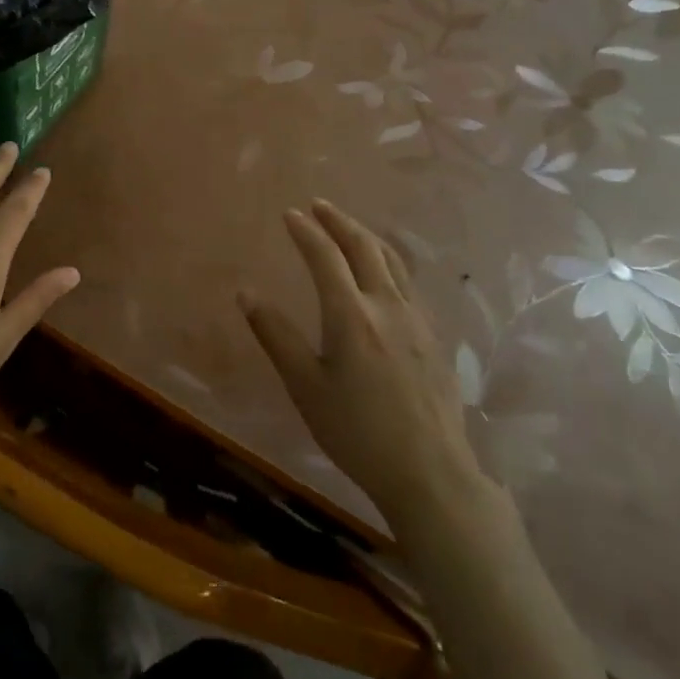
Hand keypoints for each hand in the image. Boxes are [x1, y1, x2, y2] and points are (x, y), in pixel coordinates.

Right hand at [237, 200, 490, 537]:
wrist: (431, 473)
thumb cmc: (358, 432)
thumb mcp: (306, 387)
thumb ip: (276, 336)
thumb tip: (245, 293)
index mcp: (352, 315)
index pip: (326, 256)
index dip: (306, 231)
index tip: (289, 214)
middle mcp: (388, 306)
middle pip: (365, 247)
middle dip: (339, 221)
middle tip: (319, 205)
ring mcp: (417, 319)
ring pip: (392, 261)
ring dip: (366, 236)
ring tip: (349, 227)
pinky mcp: (434, 336)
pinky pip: (408, 282)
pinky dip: (388, 261)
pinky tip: (383, 273)